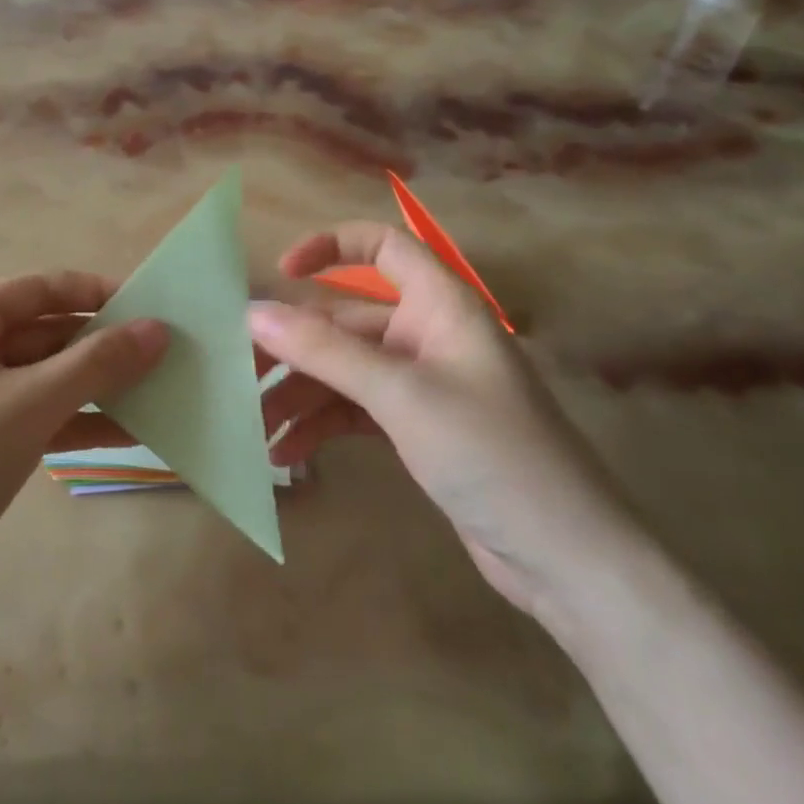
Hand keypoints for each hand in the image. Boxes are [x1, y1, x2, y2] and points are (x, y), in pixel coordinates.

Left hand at [0, 272, 166, 611]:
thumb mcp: (33, 402)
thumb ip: (99, 362)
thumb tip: (158, 329)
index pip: (38, 289)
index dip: (94, 293)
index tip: (149, 306)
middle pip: (43, 333)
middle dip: (100, 346)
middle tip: (163, 355)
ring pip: (43, 378)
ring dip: (94, 387)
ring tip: (156, 393)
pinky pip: (35, 416)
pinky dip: (75, 422)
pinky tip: (126, 435)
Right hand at [250, 223, 645, 622]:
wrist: (564, 556)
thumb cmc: (490, 452)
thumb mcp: (400, 395)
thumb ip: (325, 350)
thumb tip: (253, 313)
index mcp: (441, 305)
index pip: (383, 247)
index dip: (330, 246)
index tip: (279, 272)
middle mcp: (429, 335)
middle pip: (346, 320)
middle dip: (294, 346)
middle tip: (239, 371)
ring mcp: (423, 385)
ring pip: (344, 371)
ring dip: (299, 395)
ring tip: (255, 428)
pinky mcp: (418, 429)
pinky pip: (356, 410)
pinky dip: (321, 426)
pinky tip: (288, 454)